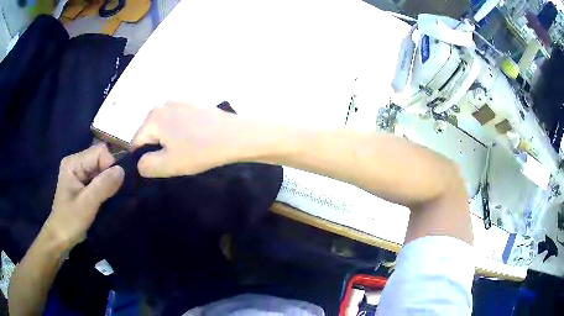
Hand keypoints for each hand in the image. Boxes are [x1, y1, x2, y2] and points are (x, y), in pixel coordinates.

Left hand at [44, 144, 124, 250]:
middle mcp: (76, 162)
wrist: (60, 238)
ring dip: (107, 182)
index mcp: (73, 163)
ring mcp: (79, 171)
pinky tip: (102, 198)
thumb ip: (103, 186)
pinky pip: (98, 177)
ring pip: (101, 168)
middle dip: (109, 174)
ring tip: (105, 198)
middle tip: (108, 195)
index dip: (110, 166)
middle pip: (101, 158)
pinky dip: (104, 186)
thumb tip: (122, 170)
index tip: (111, 187)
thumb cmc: (70, 221)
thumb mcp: (86, 205)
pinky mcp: (82, 181)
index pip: (100, 152)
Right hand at [131, 102, 243, 177]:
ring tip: (186, 154)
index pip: (136, 142)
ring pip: (166, 129)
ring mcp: (182, 103)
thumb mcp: (167, 165)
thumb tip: (140, 162)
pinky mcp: (196, 106)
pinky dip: (182, 134)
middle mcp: (164, 104)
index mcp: (153, 116)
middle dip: (157, 149)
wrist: (236, 136)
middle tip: (173, 162)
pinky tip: (195, 143)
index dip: (142, 159)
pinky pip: (180, 123)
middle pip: (151, 133)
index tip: (156, 169)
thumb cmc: (198, 150)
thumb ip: (146, 166)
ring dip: (171, 142)